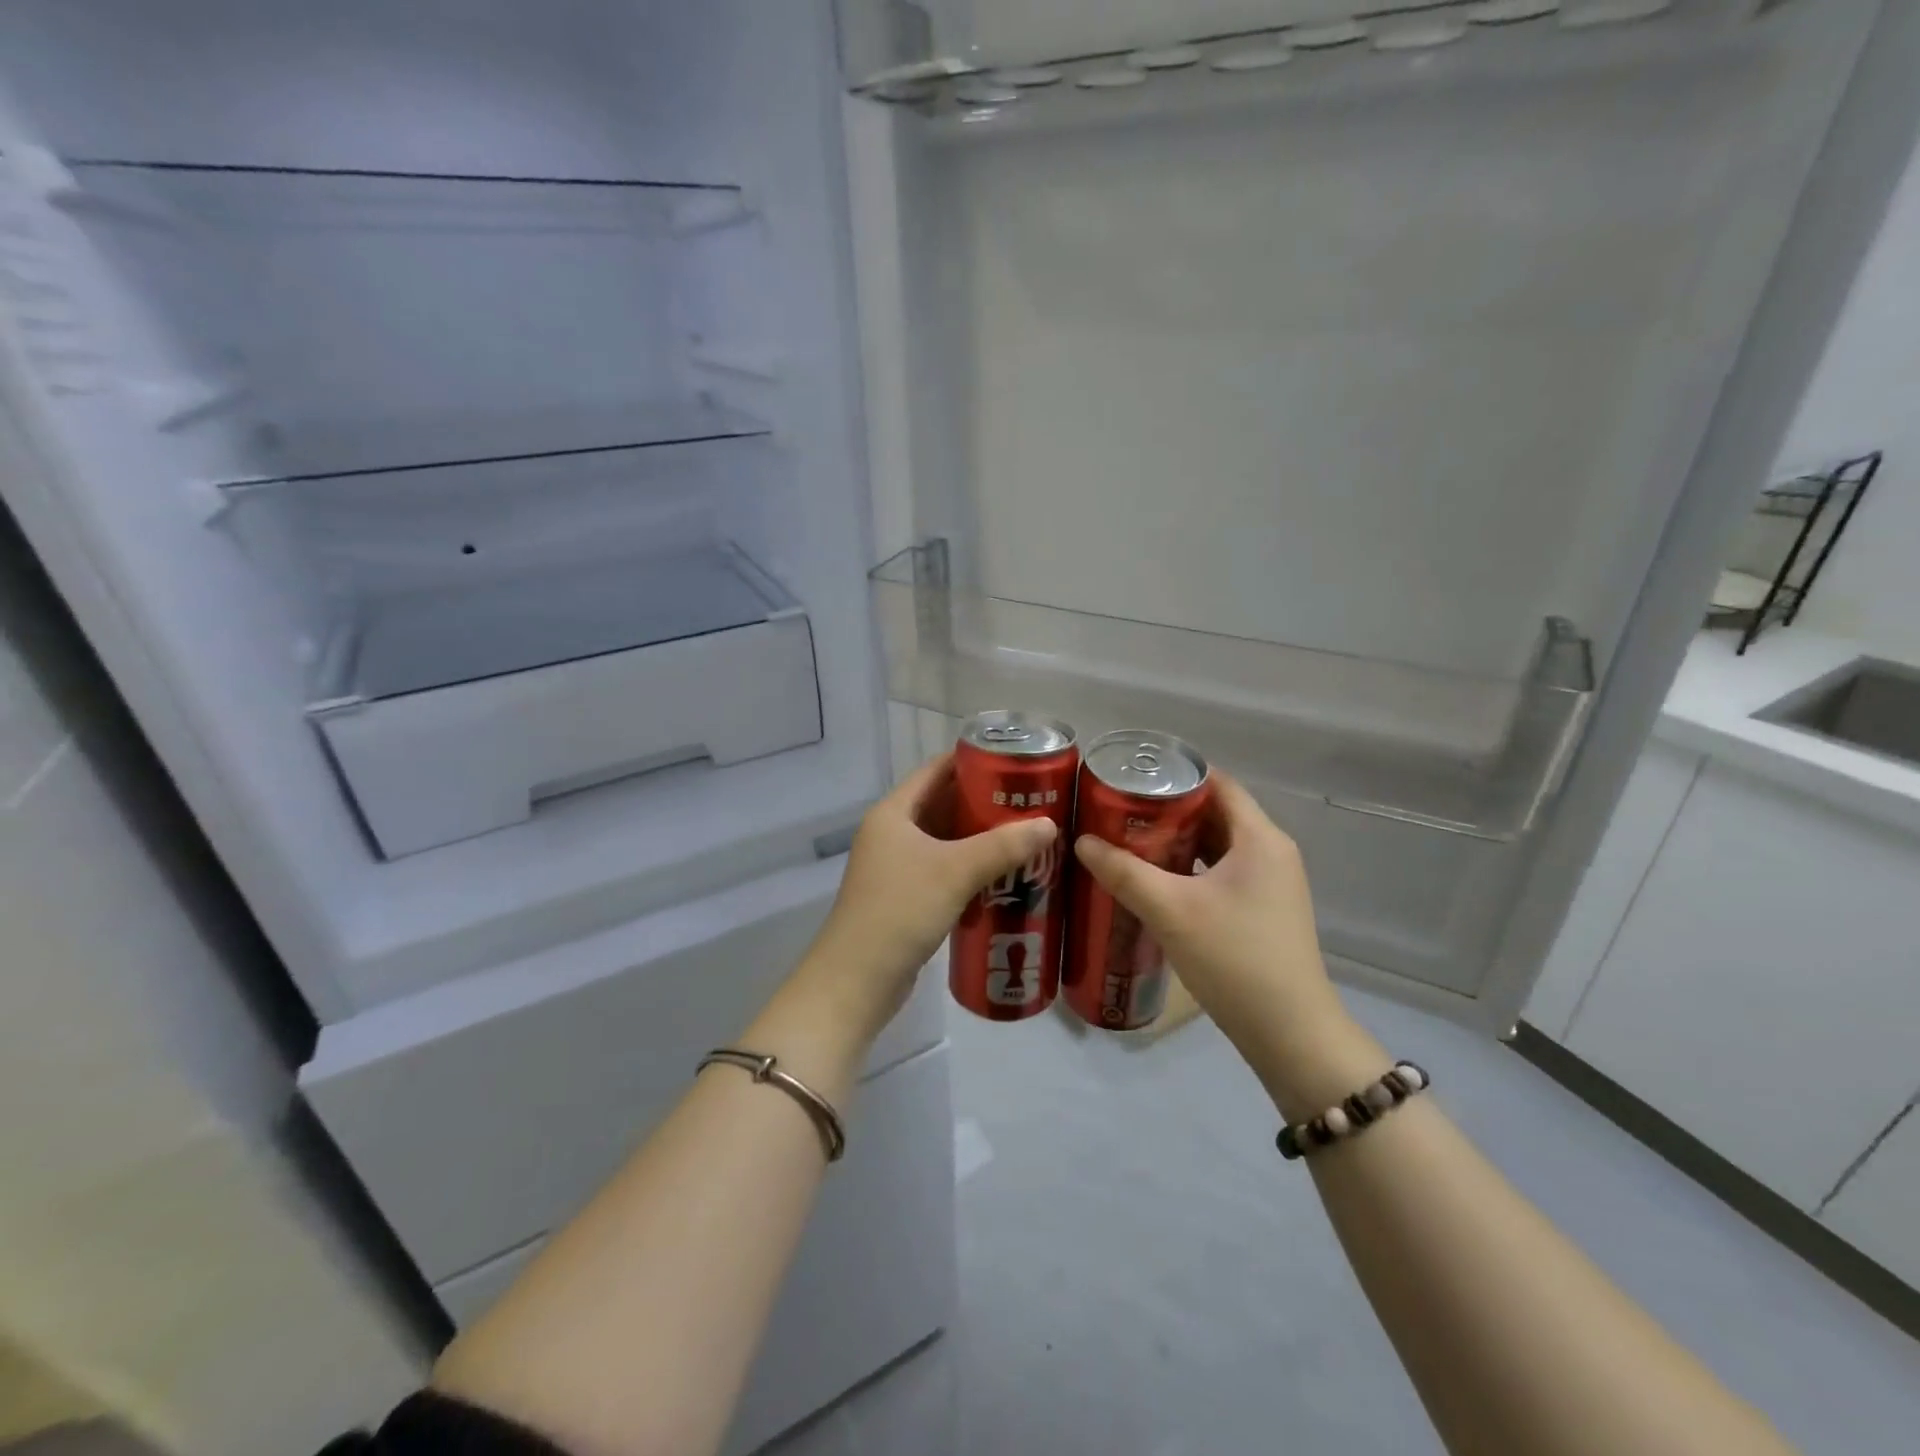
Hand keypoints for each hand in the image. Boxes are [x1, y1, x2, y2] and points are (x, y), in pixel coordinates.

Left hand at [796, 753, 1056, 1042]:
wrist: (857, 980)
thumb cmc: (900, 910)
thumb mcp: (955, 871)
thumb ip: (1003, 845)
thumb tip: (1049, 824)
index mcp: (893, 813)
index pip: (935, 770)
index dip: (972, 760)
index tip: (1014, 761)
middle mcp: (891, 833)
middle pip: (942, 804)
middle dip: (984, 802)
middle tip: (1030, 801)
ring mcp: (896, 868)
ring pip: (944, 841)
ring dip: (979, 839)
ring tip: (1026, 835)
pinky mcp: (905, 898)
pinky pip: (943, 871)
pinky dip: (970, 869)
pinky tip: (1004, 876)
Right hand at [1073, 773, 1384, 1118]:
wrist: (1289, 1034)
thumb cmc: (1234, 958)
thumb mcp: (1170, 910)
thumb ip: (1124, 872)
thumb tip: (1082, 841)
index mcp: (1260, 838)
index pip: (1217, 783)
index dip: (1175, 774)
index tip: (1131, 777)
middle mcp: (1271, 852)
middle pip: (1215, 813)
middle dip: (1167, 809)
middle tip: (1118, 810)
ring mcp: (1271, 883)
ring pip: (1217, 845)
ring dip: (1177, 841)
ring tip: (1128, 841)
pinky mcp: (1264, 910)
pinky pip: (1222, 872)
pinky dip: (1190, 868)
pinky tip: (1156, 881)